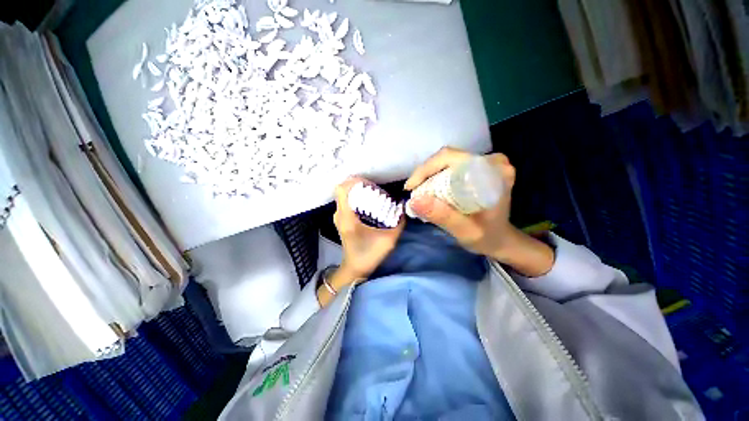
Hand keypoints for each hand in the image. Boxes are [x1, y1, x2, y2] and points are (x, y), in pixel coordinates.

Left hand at [333, 177, 404, 281]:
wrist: (355, 269)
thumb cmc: (369, 255)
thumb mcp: (388, 240)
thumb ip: (399, 223)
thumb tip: (404, 208)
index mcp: (347, 218)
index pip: (342, 190)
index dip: (354, 181)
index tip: (369, 183)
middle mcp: (340, 215)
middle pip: (344, 190)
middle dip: (360, 186)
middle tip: (376, 189)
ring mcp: (339, 217)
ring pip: (345, 196)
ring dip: (358, 192)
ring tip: (374, 195)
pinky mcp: (342, 220)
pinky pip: (347, 202)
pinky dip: (357, 199)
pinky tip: (370, 204)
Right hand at [405, 147, 553, 276]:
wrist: (501, 240)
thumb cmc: (487, 237)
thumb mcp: (465, 231)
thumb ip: (442, 216)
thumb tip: (414, 200)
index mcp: (493, 172)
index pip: (451, 158)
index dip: (426, 169)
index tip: (411, 188)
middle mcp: (491, 161)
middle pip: (447, 157)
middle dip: (425, 173)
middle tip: (413, 192)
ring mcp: (486, 163)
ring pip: (447, 160)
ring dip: (429, 175)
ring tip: (418, 192)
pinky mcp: (479, 168)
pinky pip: (451, 166)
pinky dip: (437, 176)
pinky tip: (430, 189)